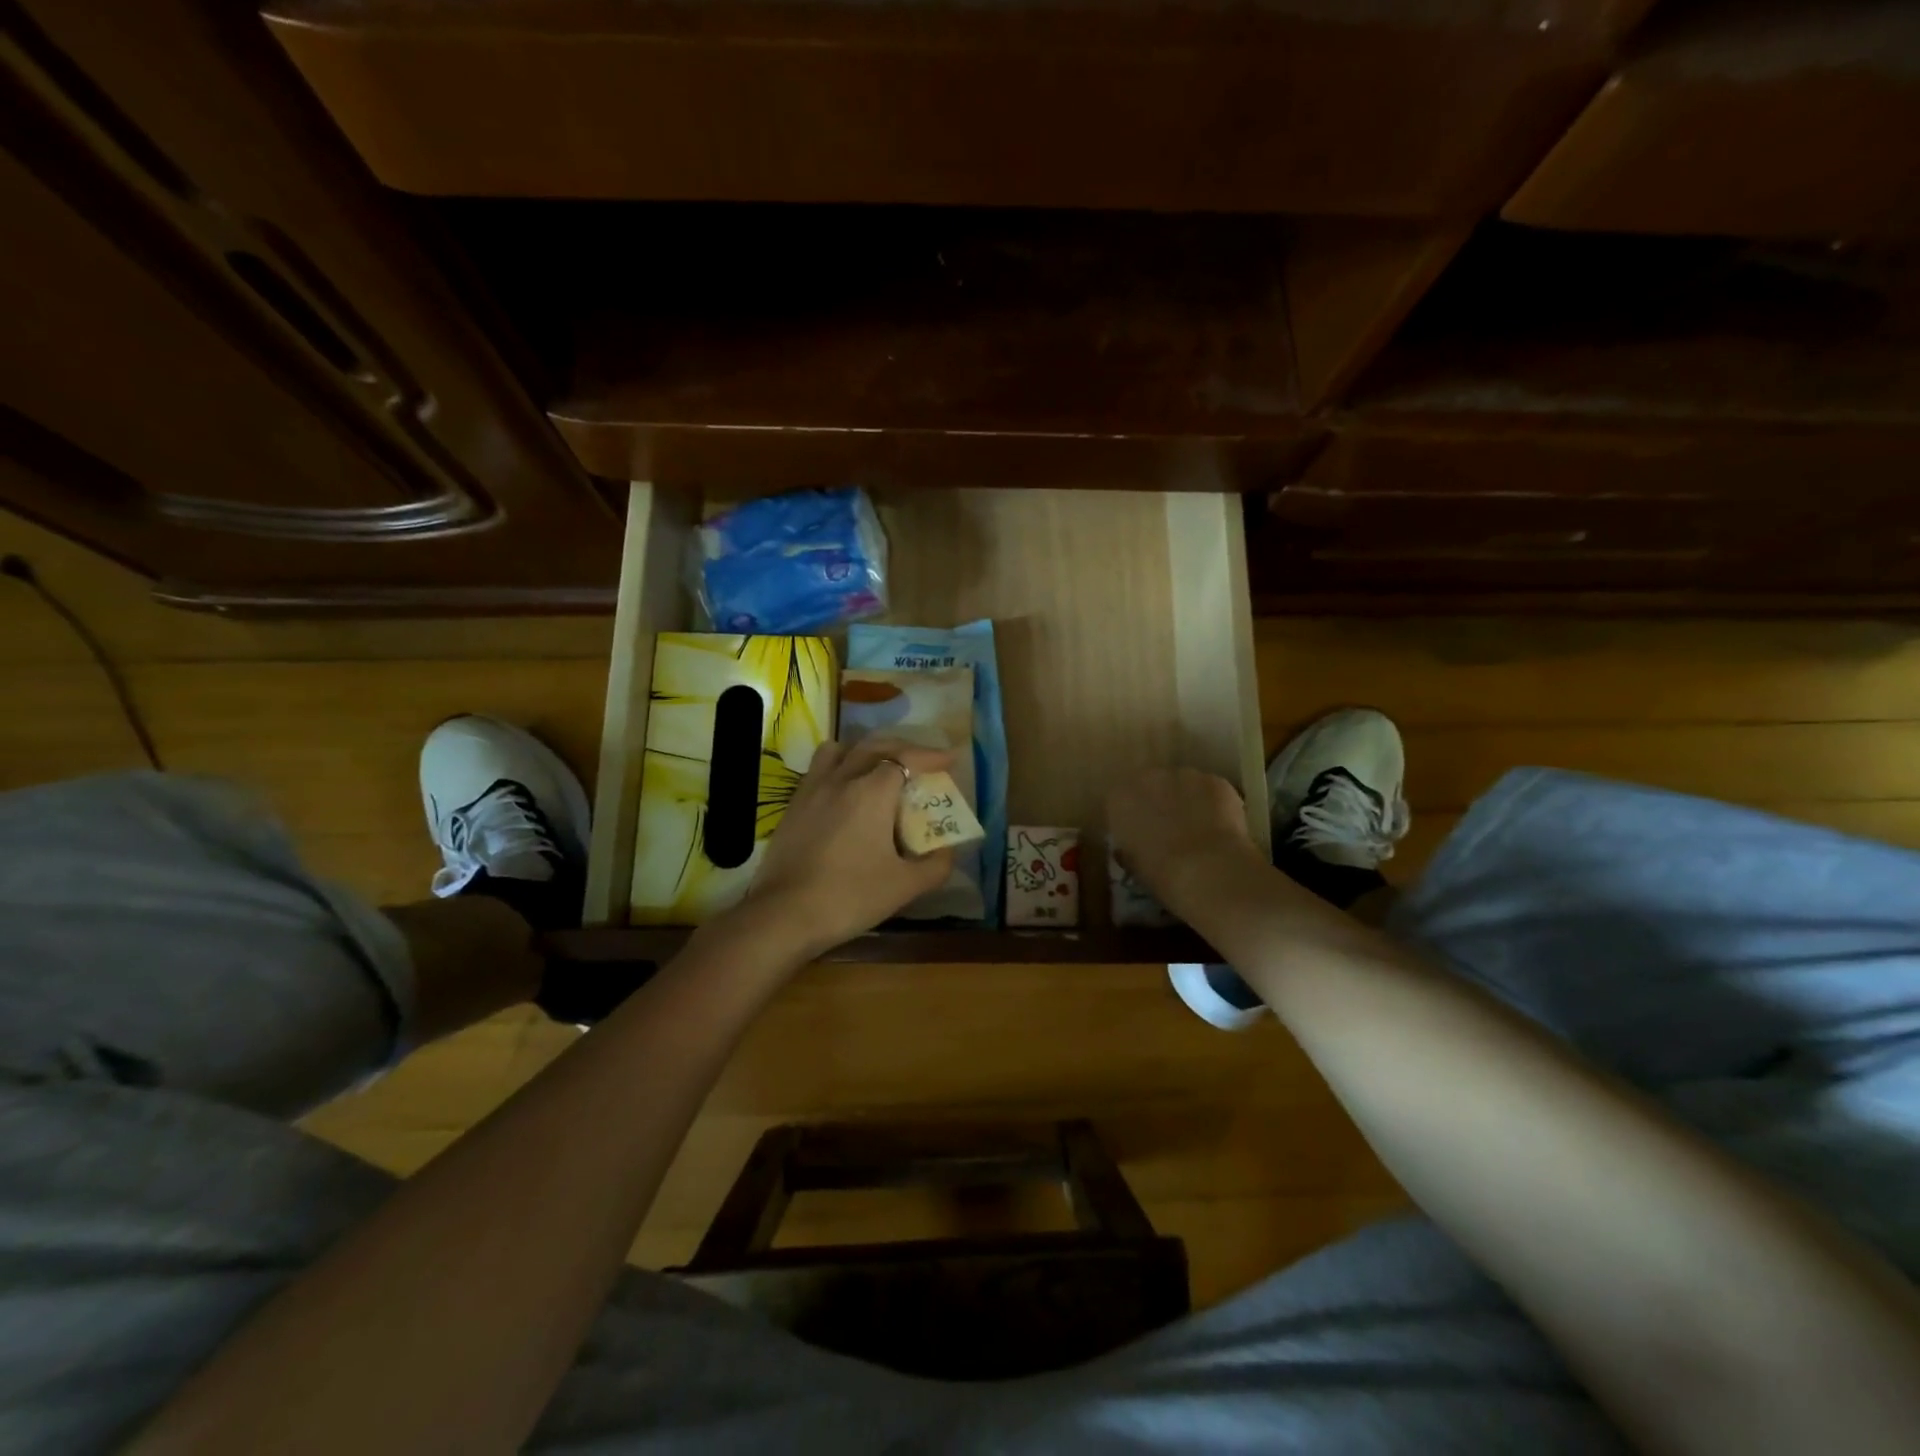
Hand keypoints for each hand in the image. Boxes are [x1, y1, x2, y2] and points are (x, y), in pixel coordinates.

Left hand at [743, 738, 957, 957]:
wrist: (784, 915)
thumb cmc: (849, 897)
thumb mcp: (904, 886)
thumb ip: (936, 865)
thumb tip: (948, 850)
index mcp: (871, 792)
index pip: (906, 758)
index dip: (930, 756)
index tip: (950, 759)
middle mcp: (841, 779)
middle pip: (875, 746)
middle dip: (903, 748)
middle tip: (922, 762)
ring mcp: (812, 789)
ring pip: (841, 751)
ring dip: (865, 752)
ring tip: (878, 769)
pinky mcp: (793, 805)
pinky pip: (819, 769)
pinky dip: (839, 768)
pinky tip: (845, 794)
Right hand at [1108, 768, 1262, 915]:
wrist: (1208, 870)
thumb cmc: (1162, 873)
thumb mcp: (1133, 866)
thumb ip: (1128, 848)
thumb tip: (1129, 848)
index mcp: (1119, 799)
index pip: (1120, 802)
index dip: (1131, 819)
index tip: (1140, 835)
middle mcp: (1148, 778)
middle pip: (1152, 785)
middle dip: (1159, 802)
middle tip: (1171, 830)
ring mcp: (1184, 775)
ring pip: (1184, 785)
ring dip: (1188, 801)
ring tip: (1200, 829)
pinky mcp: (1215, 781)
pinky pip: (1211, 791)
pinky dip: (1215, 805)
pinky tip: (1223, 827)